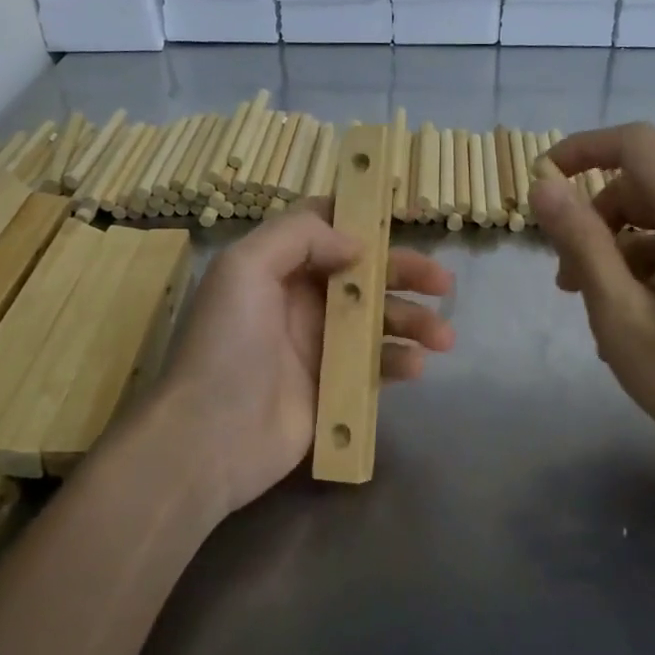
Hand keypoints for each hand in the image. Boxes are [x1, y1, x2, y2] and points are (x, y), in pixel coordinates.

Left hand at [152, 203, 454, 515]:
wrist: (210, 439)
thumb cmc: (227, 346)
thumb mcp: (245, 269)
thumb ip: (299, 236)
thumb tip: (356, 244)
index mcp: (279, 266)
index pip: (325, 227)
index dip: (363, 217)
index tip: (403, 215)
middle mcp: (302, 299)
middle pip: (365, 273)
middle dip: (406, 272)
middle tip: (444, 282)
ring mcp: (320, 344)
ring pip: (379, 319)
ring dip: (415, 321)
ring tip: (443, 336)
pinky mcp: (333, 385)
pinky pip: (376, 364)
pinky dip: (399, 360)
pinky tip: (415, 366)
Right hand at [530, 124, 654, 484]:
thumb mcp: (621, 315)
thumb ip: (581, 243)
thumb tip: (543, 186)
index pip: (638, 144)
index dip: (583, 149)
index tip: (543, 180)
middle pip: (646, 184)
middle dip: (596, 218)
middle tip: (566, 278)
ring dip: (618, 246)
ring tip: (594, 304)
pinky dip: (648, 262)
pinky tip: (631, 316)